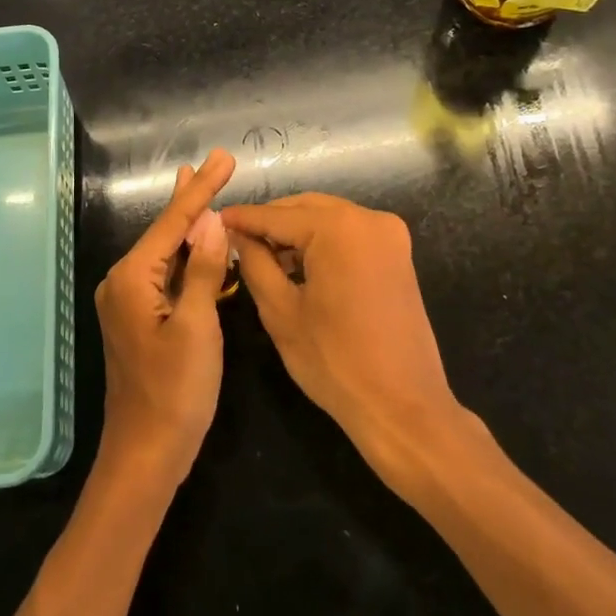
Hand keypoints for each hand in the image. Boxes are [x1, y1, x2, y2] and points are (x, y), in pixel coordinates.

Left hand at [94, 149, 236, 487]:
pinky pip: (165, 274)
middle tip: (212, 162)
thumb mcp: (198, 328)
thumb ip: (204, 271)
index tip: (222, 158)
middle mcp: (123, 281)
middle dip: (192, 197)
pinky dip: (185, 254)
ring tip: (201, 186)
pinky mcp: (138, 318)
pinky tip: (197, 241)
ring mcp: (128, 301)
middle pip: (165, 230)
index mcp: (133, 278)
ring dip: (188, 223)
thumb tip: (211, 222)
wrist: (145, 453)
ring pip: (165, 251)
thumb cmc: (176, 392)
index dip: (202, 189)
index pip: (173, 222)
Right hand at [222, 193, 465, 476]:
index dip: (243, 218)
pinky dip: (322, 242)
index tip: (214, 220)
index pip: (277, 215)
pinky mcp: (398, 254)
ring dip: (296, 231)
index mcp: (339, 228)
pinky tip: (298, 265)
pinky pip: (349, 234)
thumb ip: (255, 262)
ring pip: (328, 218)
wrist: (402, 407)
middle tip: (236, 239)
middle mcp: (369, 219)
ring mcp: (389, 235)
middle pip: (306, 208)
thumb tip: (237, 234)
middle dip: (271, 222)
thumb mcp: (280, 311)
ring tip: (262, 255)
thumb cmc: (334, 361)